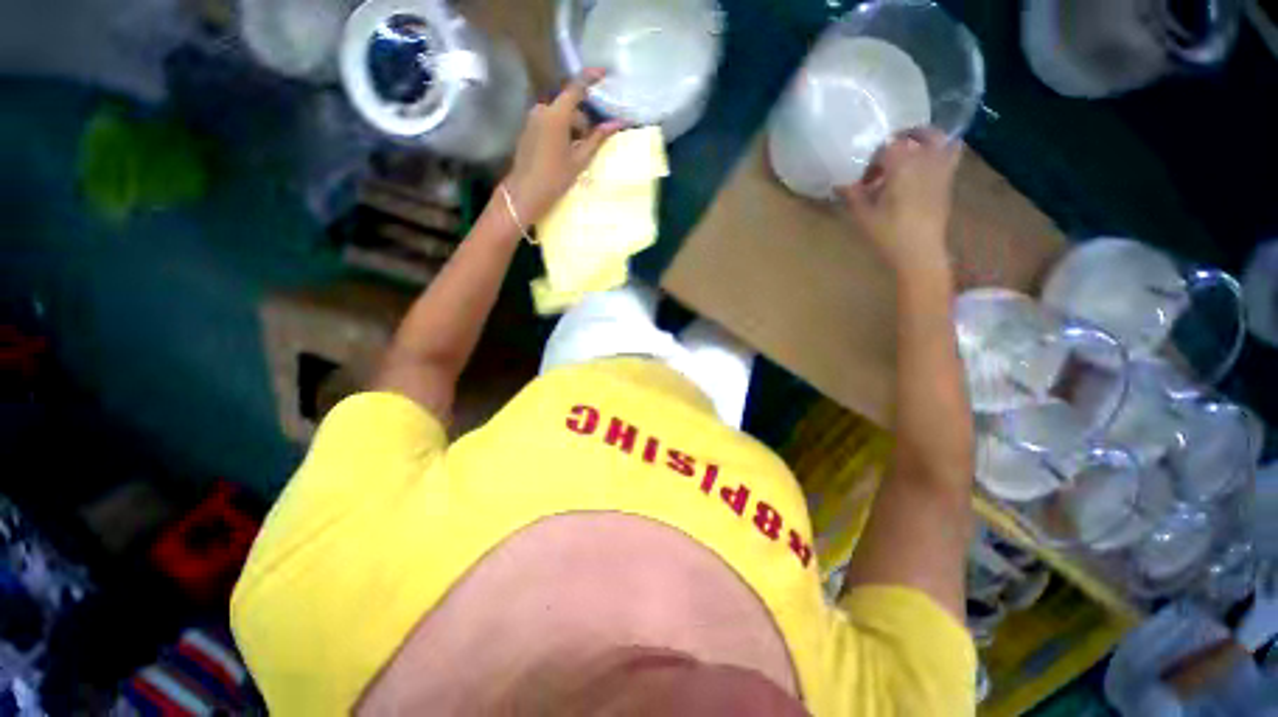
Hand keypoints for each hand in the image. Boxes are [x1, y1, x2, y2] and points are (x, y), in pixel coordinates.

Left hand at [502, 68, 623, 226]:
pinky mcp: (528, 128)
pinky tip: (563, 153)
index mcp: (557, 114)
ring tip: (575, 154)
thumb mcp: (580, 159)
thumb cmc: (555, 178)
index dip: (591, 78)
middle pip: (569, 107)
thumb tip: (617, 123)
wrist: (525, 192)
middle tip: (588, 146)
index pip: (576, 88)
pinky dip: (560, 132)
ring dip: (571, 129)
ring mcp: (533, 118)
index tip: (604, 73)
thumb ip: (598, 138)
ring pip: (560, 115)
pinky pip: (549, 122)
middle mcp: (542, 109)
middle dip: (582, 121)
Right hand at [837, 128, 961, 277]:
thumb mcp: (863, 216)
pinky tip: (929, 158)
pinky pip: (952, 151)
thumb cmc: (888, 234)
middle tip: (882, 159)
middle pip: (909, 137)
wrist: (920, 252)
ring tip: (906, 151)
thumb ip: (853, 195)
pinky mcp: (948, 178)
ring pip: (935, 137)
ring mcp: (940, 167)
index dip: (872, 159)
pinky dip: (942, 147)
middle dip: (893, 145)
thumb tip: (840, 184)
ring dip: (919, 138)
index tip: (864, 179)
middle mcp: (924, 159)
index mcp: (901, 165)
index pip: (886, 146)